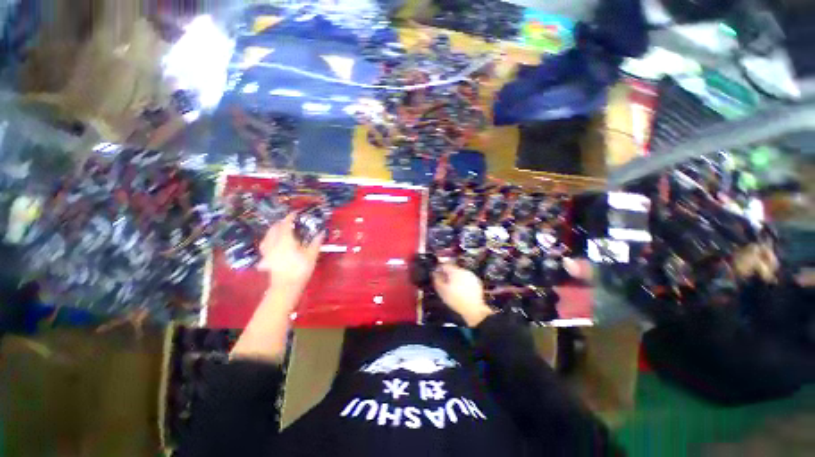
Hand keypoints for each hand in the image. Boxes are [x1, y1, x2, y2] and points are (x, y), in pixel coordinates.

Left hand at [258, 213, 323, 293]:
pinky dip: (269, 240)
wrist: (286, 286)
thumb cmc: (300, 269)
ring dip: (273, 230)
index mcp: (285, 240)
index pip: (286, 224)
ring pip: (267, 235)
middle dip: (281, 223)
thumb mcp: (311, 255)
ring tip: (280, 230)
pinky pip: (265, 244)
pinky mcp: (265, 258)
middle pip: (274, 228)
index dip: (290, 217)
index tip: (295, 213)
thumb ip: (315, 242)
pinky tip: (273, 243)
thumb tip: (321, 232)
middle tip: (289, 222)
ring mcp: (268, 251)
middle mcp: (274, 243)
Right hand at [432, 263, 494, 327]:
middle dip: (448, 274)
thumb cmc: (456, 299)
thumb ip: (437, 280)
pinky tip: (461, 290)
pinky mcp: (477, 282)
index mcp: (455, 271)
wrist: (474, 309)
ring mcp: (471, 276)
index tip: (436, 274)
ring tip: (453, 288)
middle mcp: (464, 271)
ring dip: (456, 278)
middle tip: (444, 283)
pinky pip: (467, 279)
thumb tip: (434, 273)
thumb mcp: (442, 291)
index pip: (444, 265)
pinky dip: (463, 282)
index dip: (439, 269)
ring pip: (460, 274)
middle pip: (453, 269)